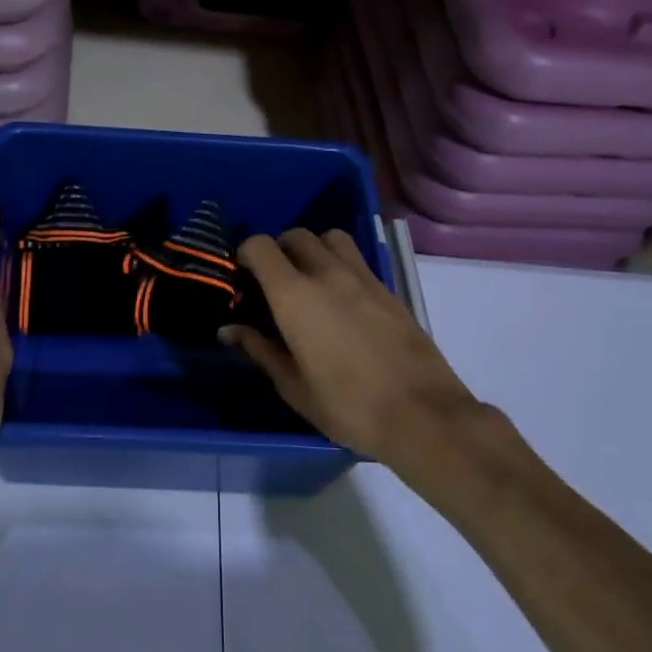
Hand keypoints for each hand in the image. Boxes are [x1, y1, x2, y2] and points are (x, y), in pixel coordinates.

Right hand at [222, 228, 480, 468]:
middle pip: (296, 236)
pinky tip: (342, 301)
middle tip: (274, 284)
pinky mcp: (388, 289)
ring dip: (314, 249)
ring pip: (331, 238)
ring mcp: (362, 277)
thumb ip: (258, 349)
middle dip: (278, 251)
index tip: (242, 279)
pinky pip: (357, 259)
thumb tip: (228, 330)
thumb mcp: (293, 386)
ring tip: (310, 281)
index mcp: (294, 295)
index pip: (260, 246)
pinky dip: (341, 265)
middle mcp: (327, 273)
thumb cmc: (347, 406)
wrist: (422, 415)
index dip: (245, 255)